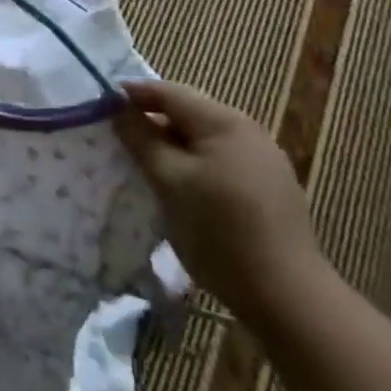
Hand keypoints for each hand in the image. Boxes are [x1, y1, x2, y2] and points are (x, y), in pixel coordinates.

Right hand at [114, 80, 330, 330]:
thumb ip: (141, 139)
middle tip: (120, 135)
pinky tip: (184, 188)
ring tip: (147, 163)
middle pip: (190, 113)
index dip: (134, 95)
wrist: (289, 298)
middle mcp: (248, 131)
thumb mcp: (170, 181)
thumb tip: (117, 106)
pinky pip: (222, 161)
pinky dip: (196, 164)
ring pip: (205, 139)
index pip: (169, 92)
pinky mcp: (271, 189)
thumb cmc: (220, 232)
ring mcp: (264, 160)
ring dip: (174, 144)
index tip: (102, 104)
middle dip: (154, 119)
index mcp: (224, 122)